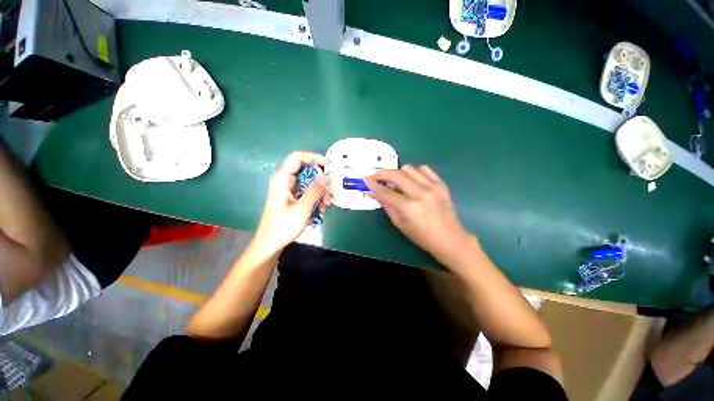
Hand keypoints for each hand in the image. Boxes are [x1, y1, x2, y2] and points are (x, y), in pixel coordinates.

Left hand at [253, 151, 331, 255]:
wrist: (270, 244)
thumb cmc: (283, 226)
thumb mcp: (302, 208)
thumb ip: (315, 191)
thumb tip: (325, 177)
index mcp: (282, 180)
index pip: (297, 157)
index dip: (313, 157)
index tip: (328, 164)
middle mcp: (285, 181)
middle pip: (305, 169)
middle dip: (320, 178)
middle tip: (329, 187)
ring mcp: (288, 189)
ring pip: (308, 181)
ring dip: (320, 190)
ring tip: (327, 203)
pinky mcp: (292, 197)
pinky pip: (307, 191)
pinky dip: (316, 196)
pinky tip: (322, 208)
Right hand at [364, 165, 472, 265]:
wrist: (449, 238)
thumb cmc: (421, 236)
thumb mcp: (399, 223)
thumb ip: (386, 205)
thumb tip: (373, 192)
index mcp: (409, 207)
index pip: (386, 191)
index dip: (373, 184)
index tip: (365, 179)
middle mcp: (420, 193)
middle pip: (397, 174)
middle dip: (382, 173)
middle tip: (376, 176)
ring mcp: (433, 187)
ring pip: (409, 168)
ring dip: (398, 172)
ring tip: (396, 181)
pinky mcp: (441, 184)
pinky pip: (424, 169)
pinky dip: (415, 171)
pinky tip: (412, 180)